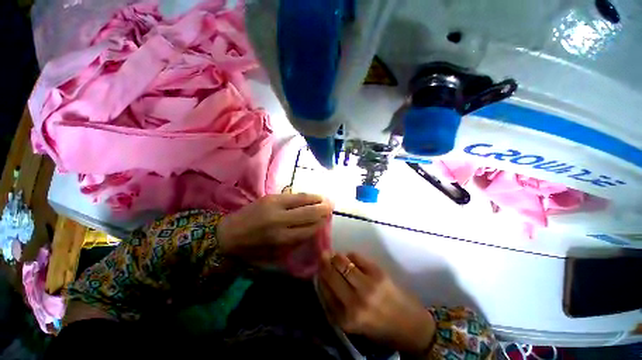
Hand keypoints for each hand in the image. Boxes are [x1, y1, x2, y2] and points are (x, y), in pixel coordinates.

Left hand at [217, 193, 332, 264]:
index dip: (319, 224)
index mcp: (280, 239)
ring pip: (302, 200)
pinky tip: (311, 196)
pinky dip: (305, 195)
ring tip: (324, 199)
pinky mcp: (270, 197)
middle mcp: (280, 221)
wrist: (227, 234)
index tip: (326, 220)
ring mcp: (275, 206)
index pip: (308, 229)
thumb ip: (294, 244)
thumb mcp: (273, 255)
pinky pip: (293, 195)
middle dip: (322, 210)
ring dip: (316, 199)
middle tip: (331, 206)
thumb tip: (311, 231)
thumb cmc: (251, 249)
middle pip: (308, 213)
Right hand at [319, 252, 435, 355]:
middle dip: (325, 262)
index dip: (320, 275)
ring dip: (336, 257)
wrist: (409, 325)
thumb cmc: (379, 327)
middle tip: (323, 255)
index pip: (325, 290)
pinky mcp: (378, 273)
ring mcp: (367, 285)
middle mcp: (355, 302)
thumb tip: (324, 277)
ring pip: (342, 262)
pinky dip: (350, 255)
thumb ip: (336, 303)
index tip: (318, 267)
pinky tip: (351, 258)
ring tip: (335, 255)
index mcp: (346, 318)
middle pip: (331, 273)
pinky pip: (356, 257)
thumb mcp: (353, 323)